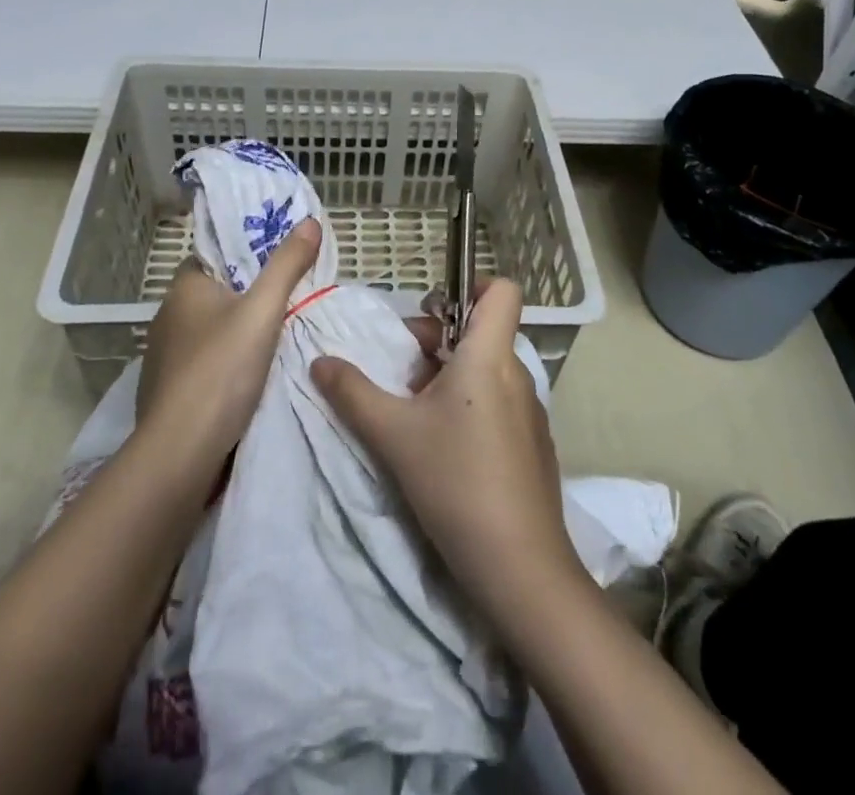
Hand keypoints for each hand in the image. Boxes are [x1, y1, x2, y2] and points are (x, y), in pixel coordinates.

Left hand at [135, 218, 321, 476]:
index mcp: (184, 287)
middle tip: (290, 299)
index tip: (279, 263)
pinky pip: (204, 365)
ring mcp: (164, 357)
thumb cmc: (221, 369)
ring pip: (210, 332)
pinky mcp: (168, 392)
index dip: (246, 256)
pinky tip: (251, 378)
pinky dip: (225, 366)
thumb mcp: (263, 311)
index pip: (216, 256)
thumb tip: (309, 221)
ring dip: (237, 334)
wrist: (181, 452)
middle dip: (248, 297)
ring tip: (278, 338)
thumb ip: (287, 265)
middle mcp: (168, 316)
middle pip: (216, 294)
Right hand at [311, 279, 584, 624]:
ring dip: (450, 375)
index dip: (471, 287)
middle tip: (403, 372)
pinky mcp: (533, 445)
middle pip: (482, 330)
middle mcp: (516, 374)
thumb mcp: (392, 434)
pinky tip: (445, 447)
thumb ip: (352, 392)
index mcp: (489, 356)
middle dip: (439, 339)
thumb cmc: (455, 482)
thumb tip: (320, 361)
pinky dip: (470, 405)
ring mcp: (530, 412)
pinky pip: (499, 401)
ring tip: (415, 412)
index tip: (433, 311)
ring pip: (487, 369)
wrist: (520, 567)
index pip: (501, 291)